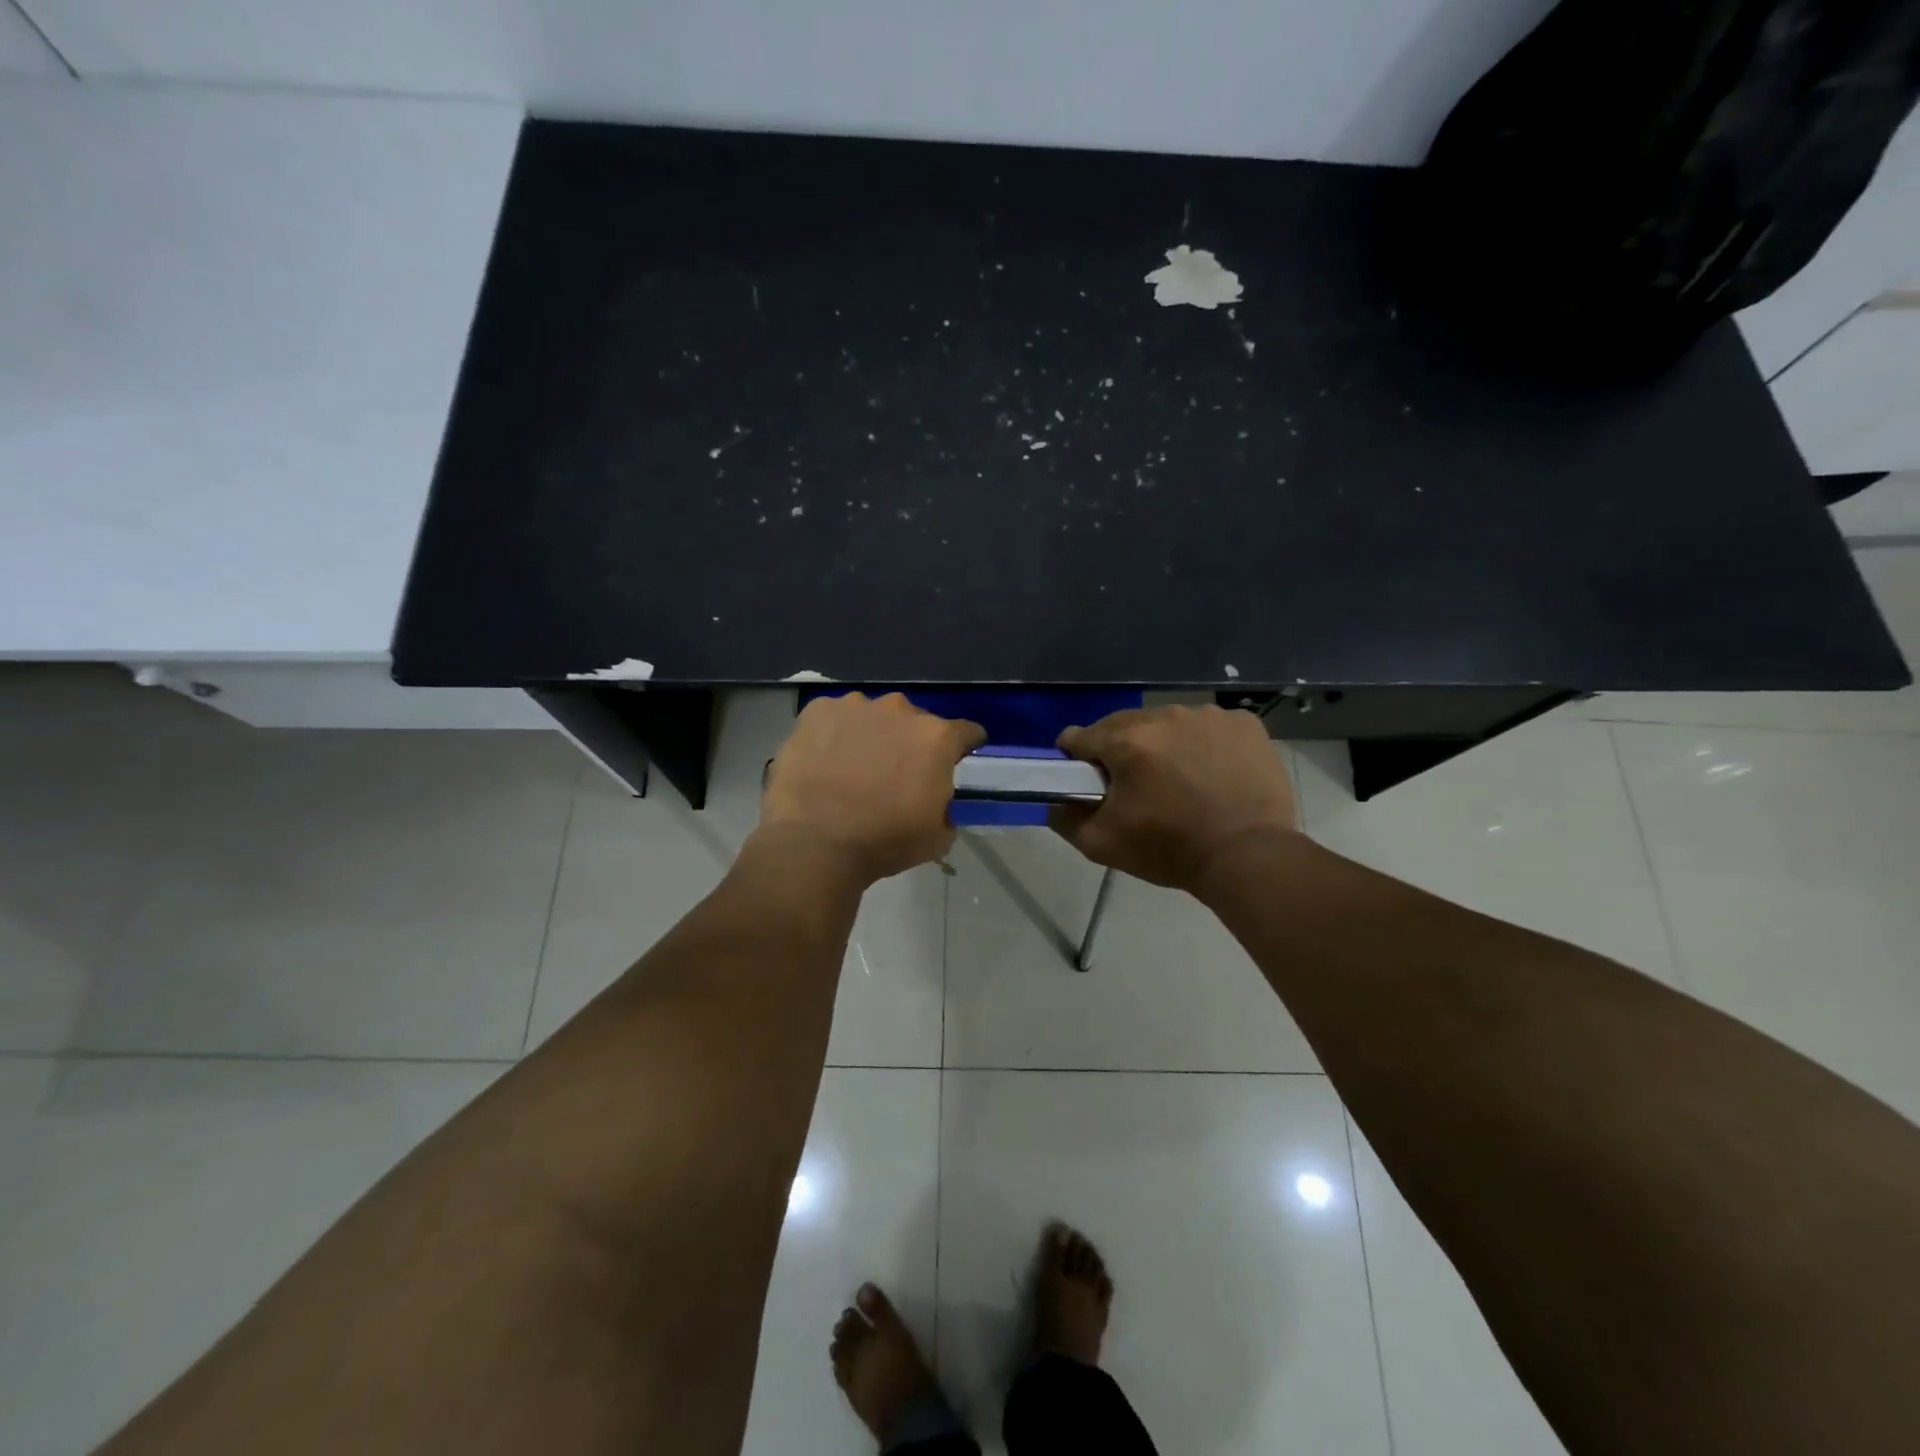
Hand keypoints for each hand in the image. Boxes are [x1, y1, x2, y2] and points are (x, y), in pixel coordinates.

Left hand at [758, 693, 985, 883]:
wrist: (814, 845)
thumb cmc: (884, 842)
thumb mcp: (938, 835)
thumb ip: (947, 804)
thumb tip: (937, 797)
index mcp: (936, 738)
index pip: (966, 732)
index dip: (963, 747)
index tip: (955, 761)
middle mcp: (899, 710)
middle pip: (915, 721)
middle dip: (911, 743)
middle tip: (895, 773)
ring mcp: (855, 706)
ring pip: (874, 717)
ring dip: (872, 735)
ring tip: (854, 767)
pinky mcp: (818, 710)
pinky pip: (835, 717)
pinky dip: (835, 734)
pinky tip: (825, 761)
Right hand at [1050, 705, 1299, 890]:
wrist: (1248, 857)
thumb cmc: (1170, 849)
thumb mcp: (1102, 844)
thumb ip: (1065, 819)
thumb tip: (1056, 801)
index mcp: (1126, 740)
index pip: (1079, 737)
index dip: (1077, 760)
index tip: (1090, 783)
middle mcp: (1164, 716)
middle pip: (1124, 727)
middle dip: (1123, 752)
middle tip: (1139, 788)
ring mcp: (1208, 715)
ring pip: (1168, 724)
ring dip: (1164, 746)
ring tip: (1181, 782)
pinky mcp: (1244, 723)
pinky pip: (1209, 727)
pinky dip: (1205, 745)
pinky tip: (1214, 774)